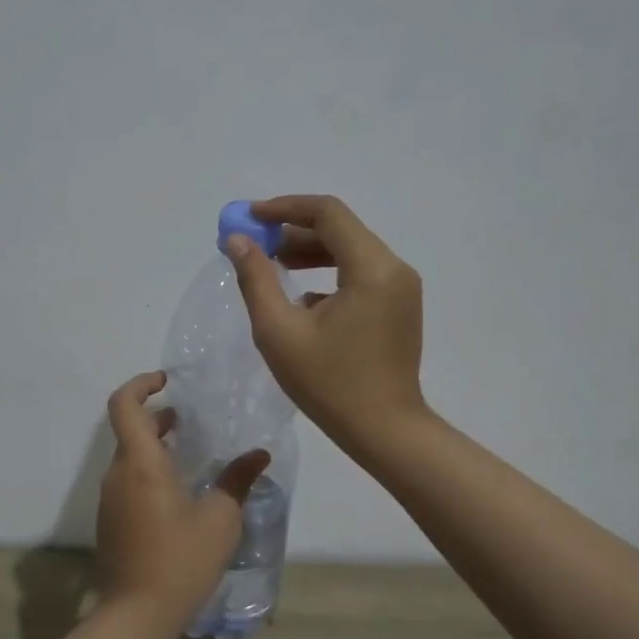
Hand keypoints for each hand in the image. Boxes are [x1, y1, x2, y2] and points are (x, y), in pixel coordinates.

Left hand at [95, 371, 268, 630]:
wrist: (135, 615)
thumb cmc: (180, 561)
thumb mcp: (220, 520)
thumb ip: (237, 481)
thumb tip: (259, 455)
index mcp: (141, 463)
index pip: (124, 404)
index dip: (141, 384)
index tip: (168, 381)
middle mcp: (118, 473)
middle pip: (130, 428)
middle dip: (158, 417)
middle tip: (191, 420)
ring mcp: (110, 498)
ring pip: (129, 456)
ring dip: (155, 445)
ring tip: (191, 454)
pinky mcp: (111, 520)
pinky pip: (128, 480)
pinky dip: (149, 470)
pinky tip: (179, 492)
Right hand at [224, 194, 427, 458]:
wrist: (385, 431)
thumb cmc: (329, 384)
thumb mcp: (279, 331)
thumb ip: (256, 278)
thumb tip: (237, 240)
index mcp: (371, 268)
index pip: (327, 213)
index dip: (285, 208)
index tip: (250, 217)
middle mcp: (394, 268)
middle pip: (340, 228)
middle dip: (293, 230)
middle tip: (255, 244)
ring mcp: (401, 287)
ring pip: (351, 250)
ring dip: (310, 251)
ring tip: (271, 264)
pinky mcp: (400, 305)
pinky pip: (361, 273)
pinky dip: (329, 272)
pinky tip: (301, 297)